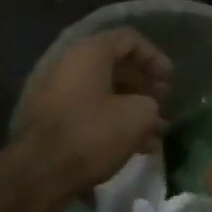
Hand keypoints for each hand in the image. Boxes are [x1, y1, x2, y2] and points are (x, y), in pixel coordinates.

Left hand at [13, 28, 171, 205]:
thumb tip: (146, 110)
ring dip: (131, 112)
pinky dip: (112, 126)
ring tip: (155, 135)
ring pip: (103, 96)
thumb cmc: (92, 134)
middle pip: (114, 68)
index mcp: (88, 53)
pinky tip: (134, 150)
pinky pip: (89, 116)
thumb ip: (151, 105)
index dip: (154, 58)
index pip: (128, 39)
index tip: (171, 82)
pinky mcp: (52, 123)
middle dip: (143, 88)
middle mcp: (68, 67)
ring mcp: (56, 95)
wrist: (40, 172)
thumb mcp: (137, 116)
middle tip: (164, 108)